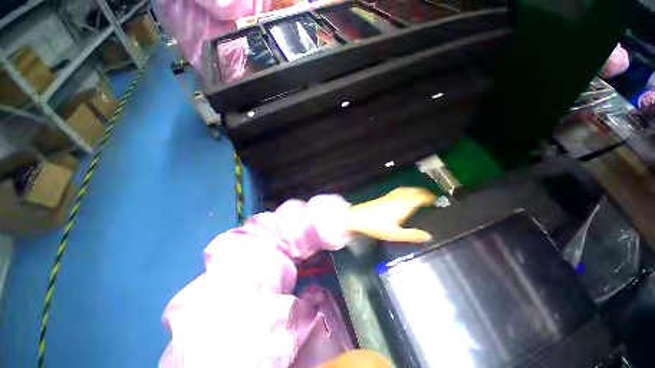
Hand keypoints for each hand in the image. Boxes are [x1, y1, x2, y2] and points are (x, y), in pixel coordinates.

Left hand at [346, 187, 435, 242]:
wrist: (357, 217)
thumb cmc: (376, 226)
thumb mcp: (395, 234)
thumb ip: (412, 235)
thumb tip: (429, 236)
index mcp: (403, 206)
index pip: (419, 198)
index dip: (428, 197)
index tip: (435, 199)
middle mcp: (397, 199)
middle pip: (412, 191)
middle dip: (422, 192)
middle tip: (430, 197)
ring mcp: (389, 197)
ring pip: (405, 190)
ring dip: (414, 190)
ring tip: (419, 194)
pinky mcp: (383, 197)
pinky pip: (398, 191)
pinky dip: (405, 191)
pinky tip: (403, 195)